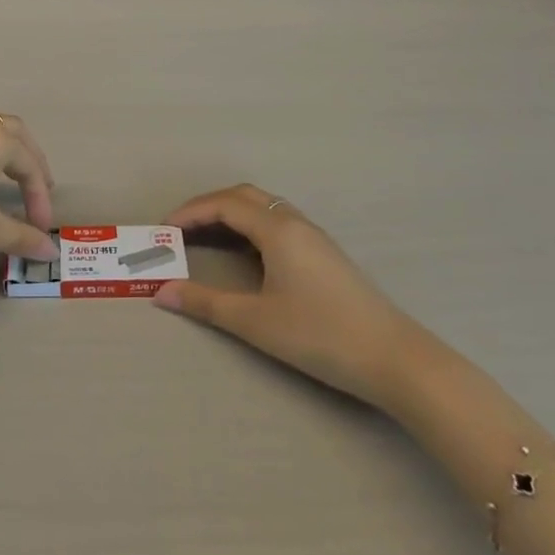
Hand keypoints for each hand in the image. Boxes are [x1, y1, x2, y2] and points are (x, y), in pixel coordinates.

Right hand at [153, 186, 410, 405]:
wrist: (393, 358)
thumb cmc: (320, 335)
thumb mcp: (255, 321)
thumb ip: (205, 303)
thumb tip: (161, 293)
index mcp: (277, 229)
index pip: (224, 204)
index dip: (189, 212)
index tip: (162, 230)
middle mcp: (295, 222)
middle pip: (244, 197)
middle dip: (207, 207)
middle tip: (180, 231)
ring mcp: (314, 237)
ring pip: (264, 208)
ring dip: (230, 215)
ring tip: (206, 240)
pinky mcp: (325, 254)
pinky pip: (277, 223)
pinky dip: (250, 227)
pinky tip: (245, 255)